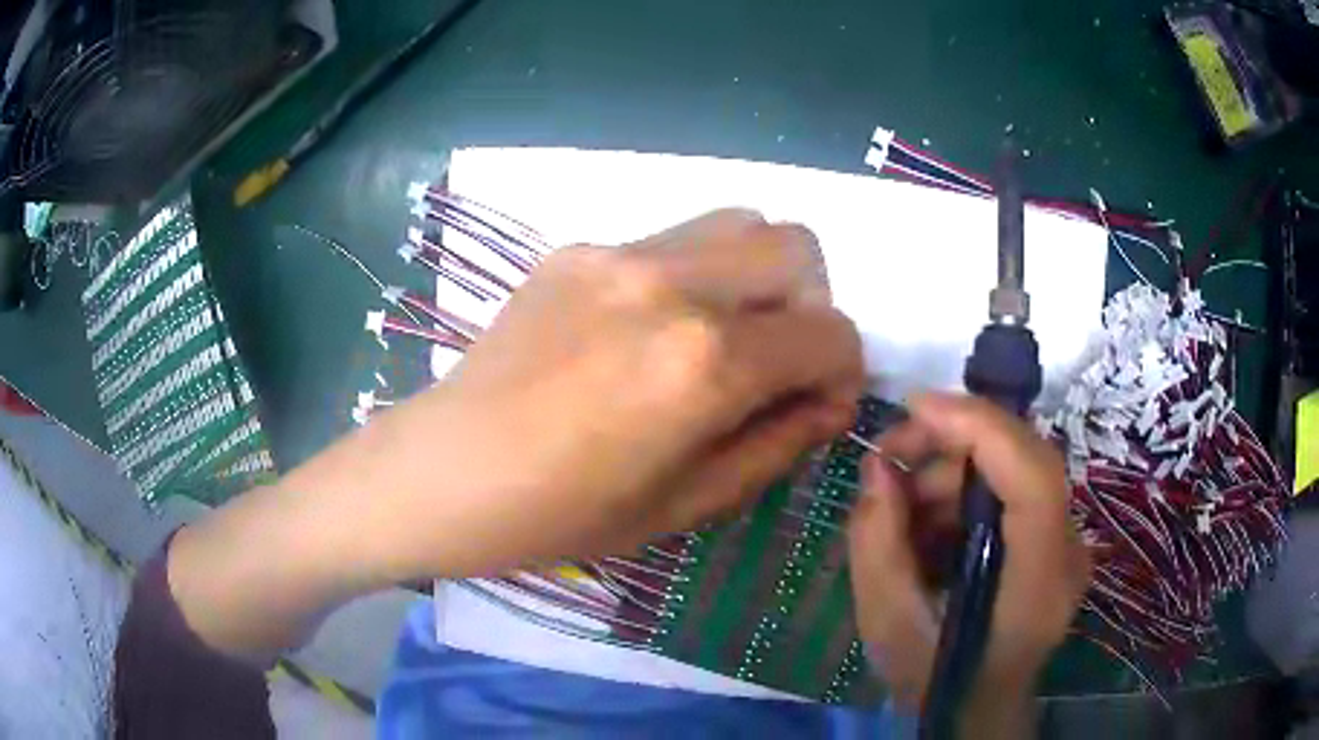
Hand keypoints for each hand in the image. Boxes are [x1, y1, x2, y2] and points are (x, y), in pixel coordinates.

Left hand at [167, 209, 865, 662]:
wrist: (440, 472)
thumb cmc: (558, 515)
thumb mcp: (686, 505)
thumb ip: (777, 444)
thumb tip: (829, 401)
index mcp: (704, 361)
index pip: (830, 332)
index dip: (843, 372)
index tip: (818, 404)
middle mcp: (672, 283)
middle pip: (797, 248)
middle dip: (809, 307)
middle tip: (774, 361)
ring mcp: (617, 252)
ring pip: (739, 222)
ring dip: (757, 276)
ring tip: (721, 335)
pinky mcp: (577, 248)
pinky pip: (673, 237)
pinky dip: (696, 273)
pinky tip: (649, 329)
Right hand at [847, 392, 1088, 734]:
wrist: (977, 709)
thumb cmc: (934, 679)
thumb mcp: (887, 624)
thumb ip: (877, 542)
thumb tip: (878, 467)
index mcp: (1036, 584)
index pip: (1033, 479)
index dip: (980, 428)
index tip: (916, 407)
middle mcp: (1067, 553)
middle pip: (1027, 458)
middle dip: (955, 440)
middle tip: (892, 455)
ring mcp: (1069, 543)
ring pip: (1018, 466)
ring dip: (956, 470)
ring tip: (904, 505)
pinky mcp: (1057, 539)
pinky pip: (1014, 489)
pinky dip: (968, 491)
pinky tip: (932, 523)